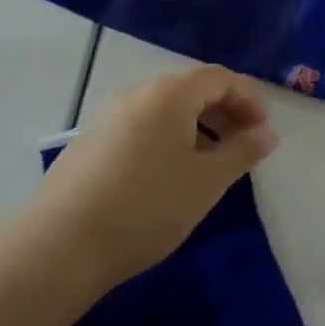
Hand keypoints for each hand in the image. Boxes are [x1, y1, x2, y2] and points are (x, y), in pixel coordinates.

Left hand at [38, 66, 278, 293]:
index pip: (220, 78)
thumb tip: (267, 133)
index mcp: (169, 94)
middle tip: (243, 147)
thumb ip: (242, 152)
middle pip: (191, 90)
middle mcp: (137, 94)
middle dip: (224, 113)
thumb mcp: (207, 182)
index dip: (249, 99)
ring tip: (209, 165)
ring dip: (196, 128)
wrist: (57, 247)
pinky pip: (141, 128)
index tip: (264, 131)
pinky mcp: (88, 143)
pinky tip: (167, 178)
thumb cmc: (146, 206)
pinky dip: (167, 140)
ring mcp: (107, 117)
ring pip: (164, 111)